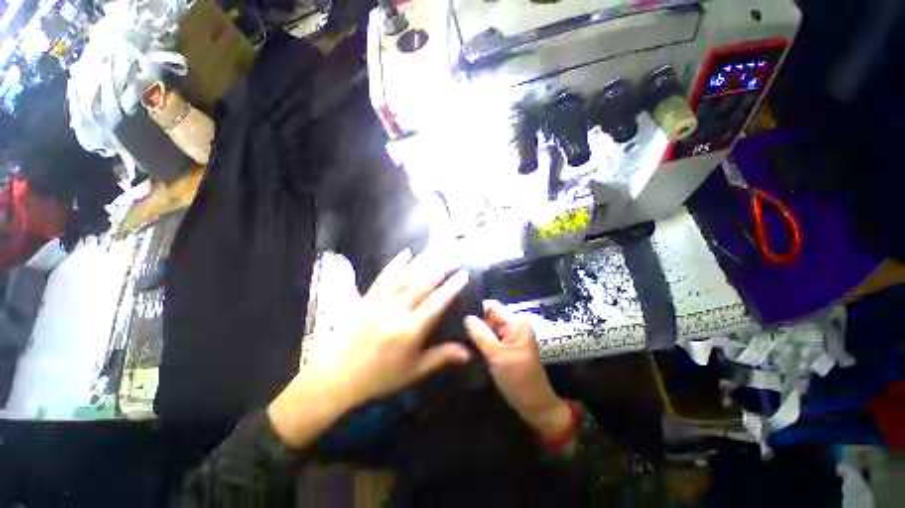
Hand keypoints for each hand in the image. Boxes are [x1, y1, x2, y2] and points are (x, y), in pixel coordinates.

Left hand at [269, 249, 471, 447]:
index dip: (451, 287)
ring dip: (421, 263)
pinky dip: (396, 263)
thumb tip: (469, 353)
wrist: (339, 377)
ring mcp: (380, 302)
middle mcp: (396, 311)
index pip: (436, 303)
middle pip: (422, 285)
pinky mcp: (367, 298)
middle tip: (453, 258)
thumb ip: (441, 357)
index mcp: (410, 330)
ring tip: (434, 253)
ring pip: (404, 277)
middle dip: (440, 270)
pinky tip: (405, 253)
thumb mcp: (414, 371)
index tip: (463, 274)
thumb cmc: (381, 376)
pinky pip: (384, 277)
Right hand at [464, 301, 570, 435]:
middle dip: (472, 322)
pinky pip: (486, 338)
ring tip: (455, 337)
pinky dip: (477, 341)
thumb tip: (466, 317)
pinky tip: (463, 344)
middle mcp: (511, 324)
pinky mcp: (501, 347)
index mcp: (516, 322)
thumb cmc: (520, 380)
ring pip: (485, 327)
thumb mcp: (499, 357)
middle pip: (487, 315)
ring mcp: (506, 336)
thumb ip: (482, 335)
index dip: (475, 309)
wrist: (534, 406)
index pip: (491, 306)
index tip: (457, 317)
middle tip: (453, 330)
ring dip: (473, 332)